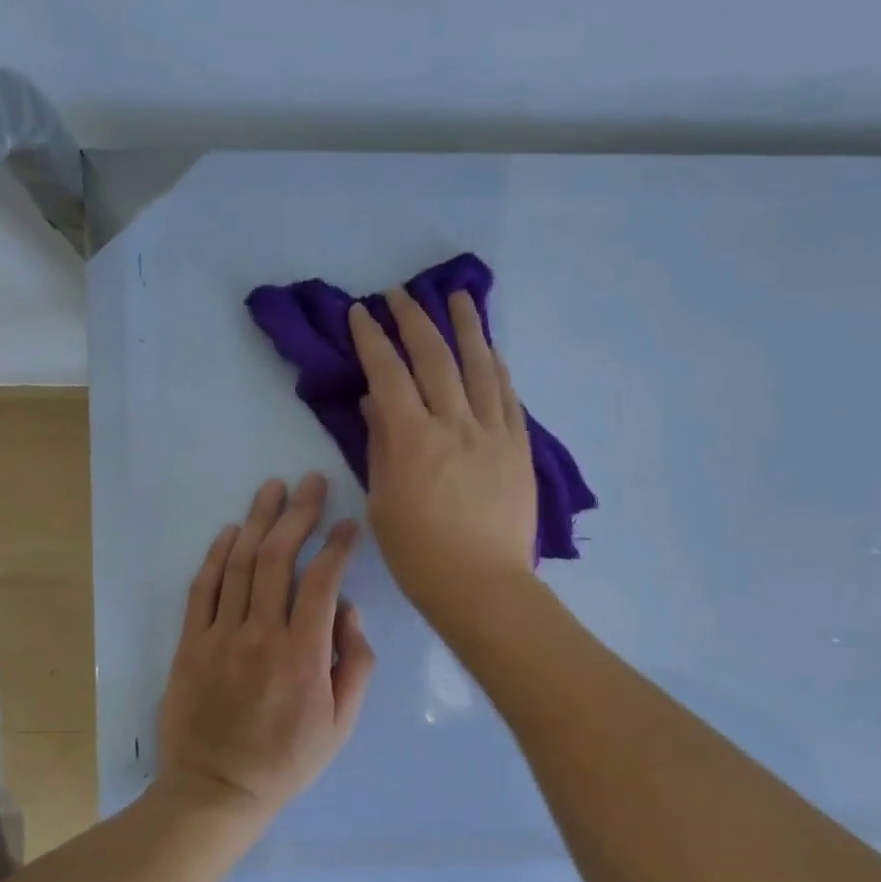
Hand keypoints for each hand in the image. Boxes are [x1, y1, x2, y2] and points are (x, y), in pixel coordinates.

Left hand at [156, 473, 375, 826]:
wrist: (216, 790)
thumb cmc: (288, 760)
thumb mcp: (342, 723)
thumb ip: (355, 663)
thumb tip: (348, 610)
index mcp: (304, 654)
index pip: (323, 580)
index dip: (337, 544)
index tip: (348, 524)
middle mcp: (260, 634)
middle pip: (277, 558)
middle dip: (298, 514)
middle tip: (311, 483)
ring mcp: (219, 636)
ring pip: (238, 563)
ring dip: (258, 520)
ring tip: (273, 489)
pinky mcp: (189, 644)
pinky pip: (203, 588)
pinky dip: (217, 554)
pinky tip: (232, 529)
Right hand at [349, 285, 537, 624]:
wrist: (483, 586)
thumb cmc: (420, 556)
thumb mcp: (383, 503)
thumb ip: (380, 446)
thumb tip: (375, 402)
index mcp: (413, 439)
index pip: (388, 373)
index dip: (372, 339)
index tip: (361, 313)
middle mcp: (455, 424)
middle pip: (434, 358)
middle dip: (414, 320)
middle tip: (401, 295)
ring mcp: (493, 434)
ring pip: (480, 366)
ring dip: (467, 327)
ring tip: (459, 297)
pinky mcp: (519, 449)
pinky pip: (509, 397)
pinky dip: (498, 368)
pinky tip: (492, 351)